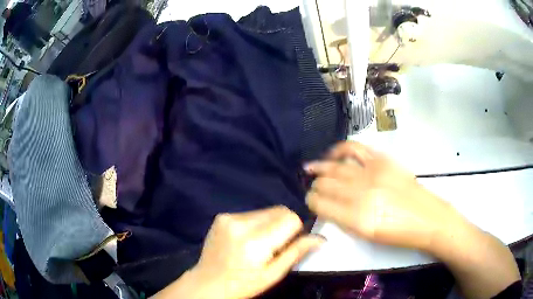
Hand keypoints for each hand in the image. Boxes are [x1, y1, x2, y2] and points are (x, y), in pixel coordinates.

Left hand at [155, 207, 324, 298]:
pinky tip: (247, 239)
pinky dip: (256, 223)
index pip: (290, 218)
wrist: (208, 282)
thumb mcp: (272, 274)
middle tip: (276, 245)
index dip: (296, 230)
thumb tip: (321, 238)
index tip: (289, 244)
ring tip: (261, 243)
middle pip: (279, 210)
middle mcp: (240, 223)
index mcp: (255, 241)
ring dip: (271, 223)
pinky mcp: (222, 216)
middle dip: (285, 225)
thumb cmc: (242, 284)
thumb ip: (296, 253)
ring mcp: (228, 217)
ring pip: (266, 211)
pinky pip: (251, 213)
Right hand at [304, 141, 456, 251]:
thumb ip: (345, 221)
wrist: (427, 218)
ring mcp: (372, 173)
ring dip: (320, 167)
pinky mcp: (382, 160)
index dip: (311, 201)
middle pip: (326, 184)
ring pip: (336, 167)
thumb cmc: (398, 234)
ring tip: (310, 167)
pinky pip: (355, 148)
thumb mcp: (367, 236)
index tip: (310, 201)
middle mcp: (361, 193)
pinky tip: (333, 154)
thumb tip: (328, 207)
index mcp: (356, 218)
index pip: (321, 204)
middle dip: (314, 186)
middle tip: (312, 187)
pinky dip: (340, 149)